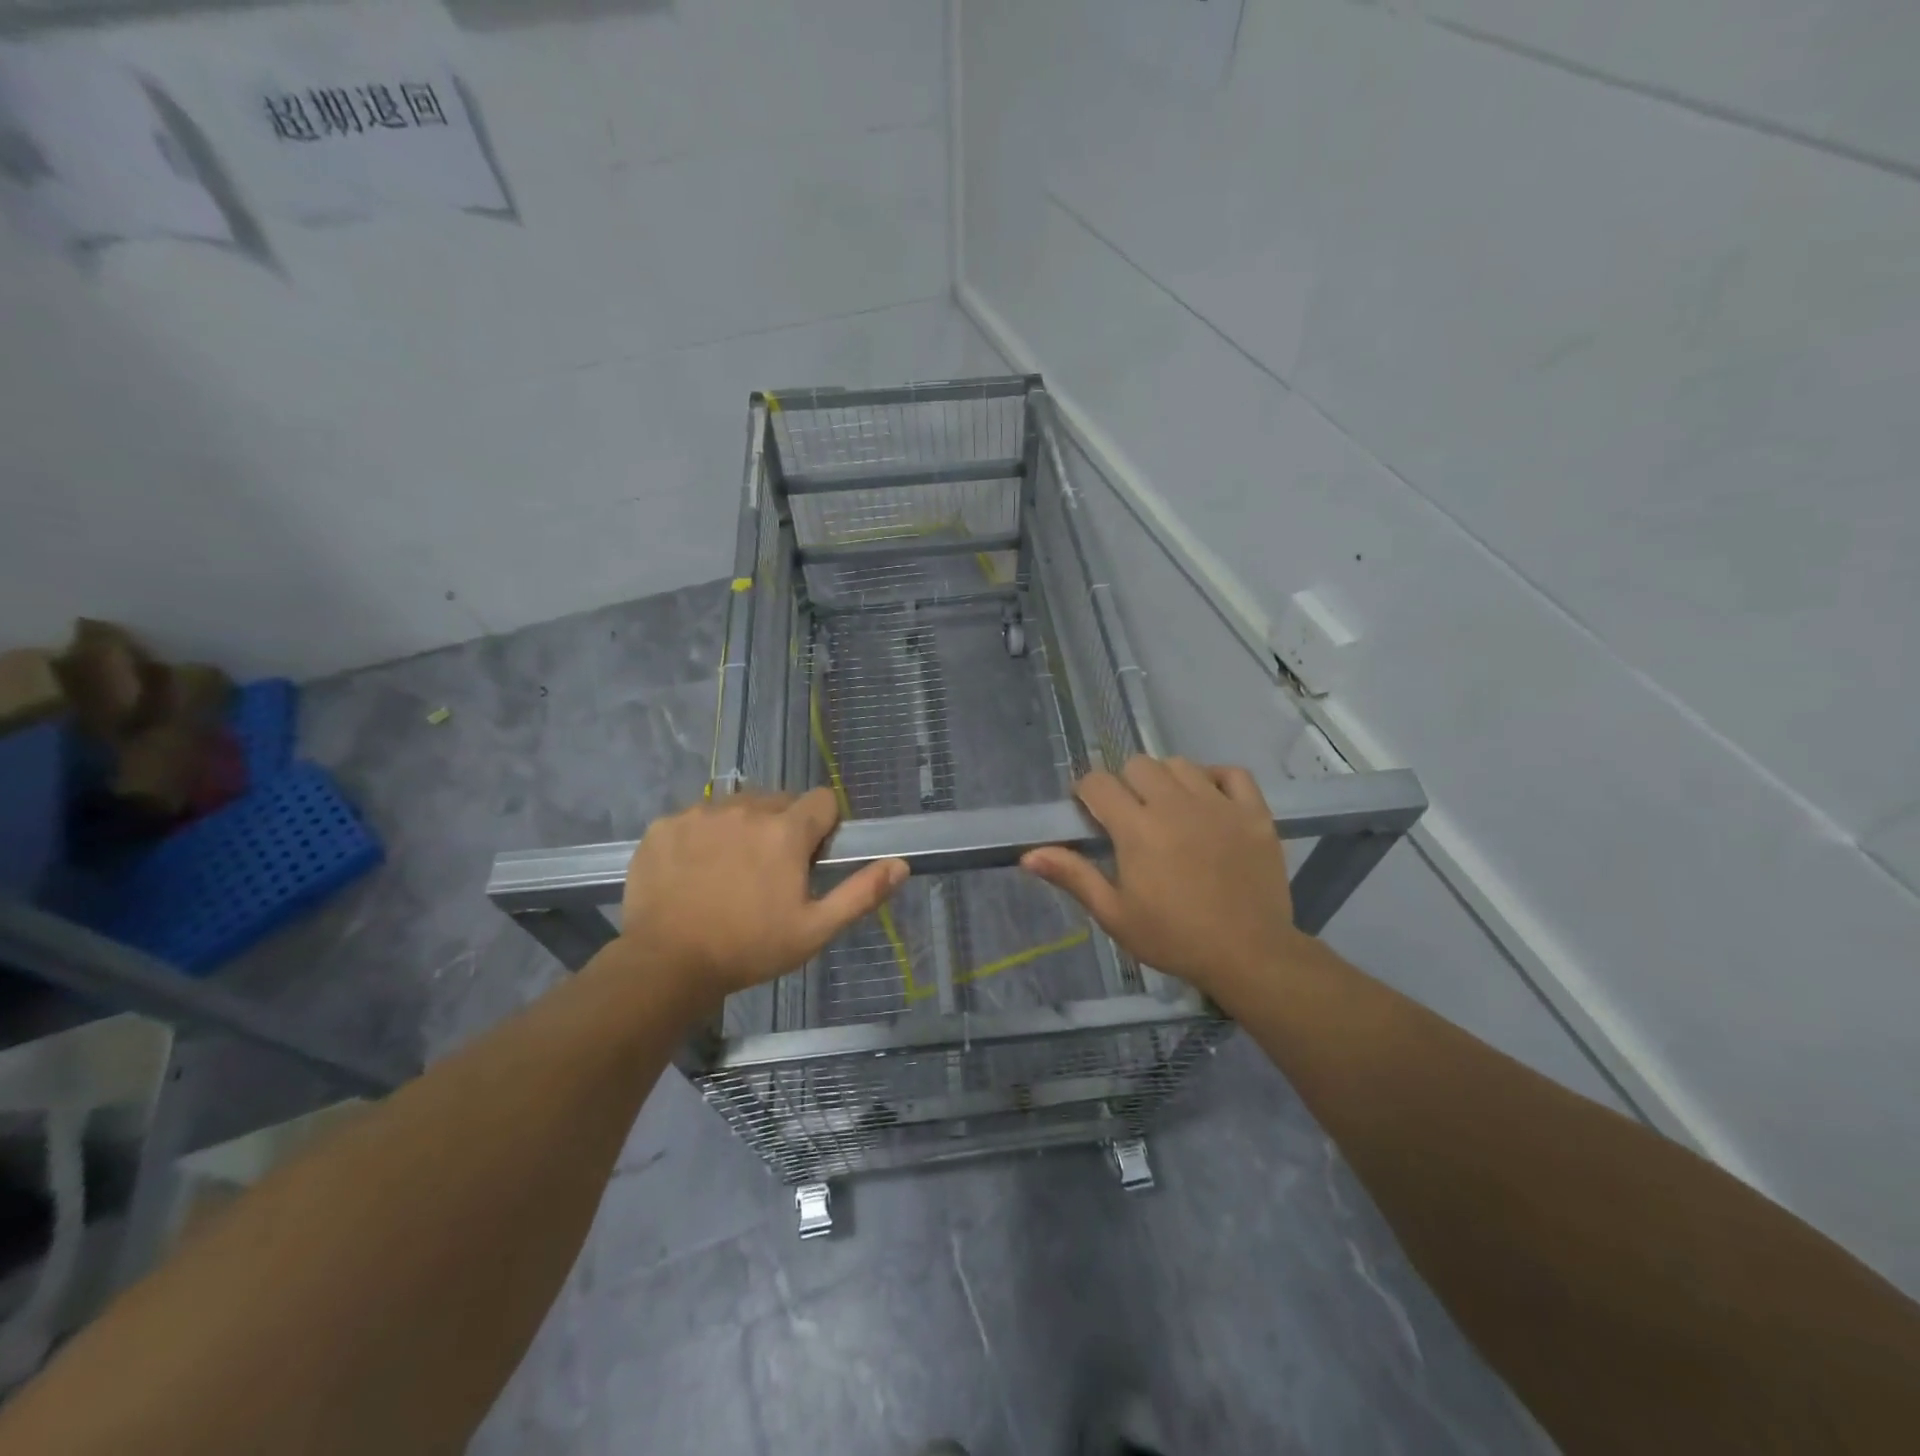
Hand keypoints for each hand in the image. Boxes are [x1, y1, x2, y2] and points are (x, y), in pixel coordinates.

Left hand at [618, 787, 907, 1009]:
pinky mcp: (664, 825)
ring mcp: (700, 814)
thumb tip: (901, 864)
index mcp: (786, 830)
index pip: (823, 800)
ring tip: (730, 872)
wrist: (665, 965)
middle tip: (770, 872)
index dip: (824, 827)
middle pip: (779, 801)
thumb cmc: (749, 949)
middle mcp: (745, 808)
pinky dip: (702, 837)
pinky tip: (693, 872)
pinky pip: (696, 818)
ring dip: (743, 828)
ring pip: (736, 806)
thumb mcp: (815, 930)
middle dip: (783, 827)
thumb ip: (861, 893)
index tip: (811, 859)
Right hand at [1021, 757, 1303, 999]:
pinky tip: (1208, 800)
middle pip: (1138, 765)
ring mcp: (1218, 804)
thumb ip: (1073, 876)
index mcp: (1137, 828)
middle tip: (1130, 817)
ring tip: (1168, 810)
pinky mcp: (1253, 812)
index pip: (1098, 783)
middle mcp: (1175, 804)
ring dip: (1166, 780)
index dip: (1087, 792)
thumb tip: (1028, 854)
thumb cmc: (1173, 938)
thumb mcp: (1114, 915)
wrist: (1249, 955)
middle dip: (1125, 784)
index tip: (1089, 812)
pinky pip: (1231, 773)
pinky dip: (1216, 778)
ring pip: (1180, 764)